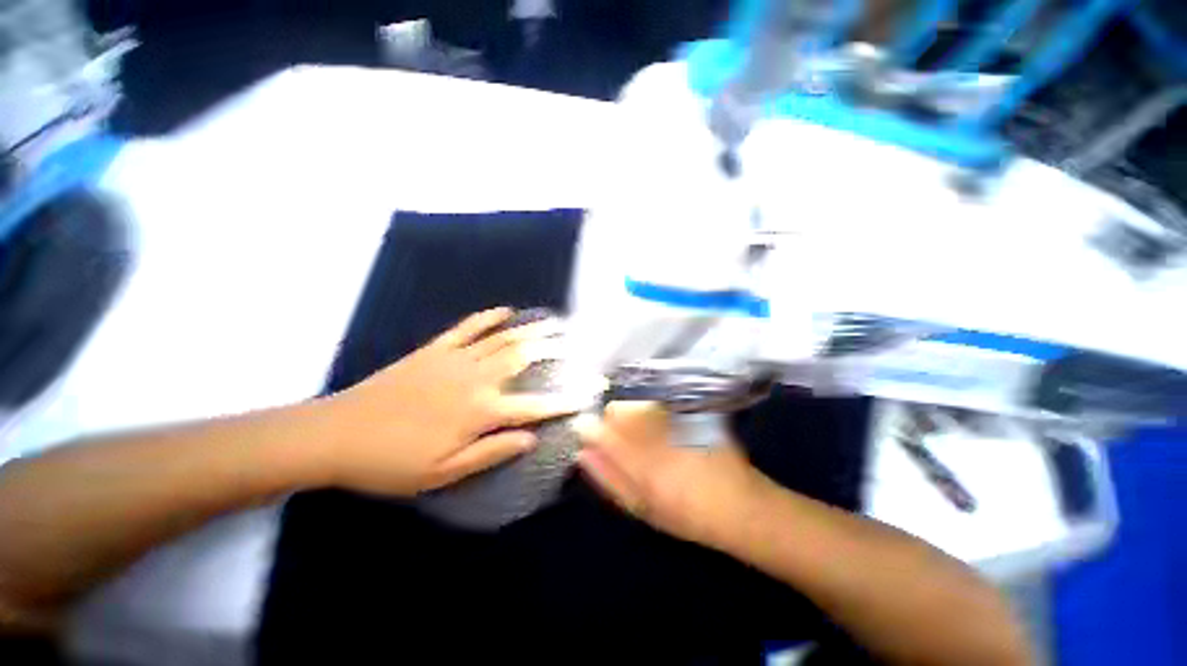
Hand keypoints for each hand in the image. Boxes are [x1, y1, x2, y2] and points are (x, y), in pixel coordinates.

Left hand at [319, 307, 580, 496]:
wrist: (336, 434)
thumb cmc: (391, 462)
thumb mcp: (442, 473)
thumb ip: (491, 453)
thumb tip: (531, 439)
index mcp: (479, 412)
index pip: (534, 406)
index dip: (563, 401)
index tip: (585, 394)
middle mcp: (475, 380)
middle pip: (523, 358)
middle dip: (552, 348)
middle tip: (573, 342)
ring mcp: (455, 359)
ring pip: (502, 339)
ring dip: (530, 329)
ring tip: (552, 322)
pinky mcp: (435, 349)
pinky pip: (468, 327)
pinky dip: (489, 317)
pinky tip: (505, 310)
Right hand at [575, 401, 770, 547]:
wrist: (739, 503)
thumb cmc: (684, 513)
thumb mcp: (639, 506)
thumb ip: (608, 477)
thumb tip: (582, 453)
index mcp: (637, 461)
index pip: (599, 430)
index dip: (589, 428)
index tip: (588, 433)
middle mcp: (653, 433)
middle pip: (616, 409)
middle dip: (612, 419)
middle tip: (622, 437)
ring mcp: (672, 419)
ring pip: (635, 402)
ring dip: (631, 413)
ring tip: (644, 433)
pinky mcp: (688, 411)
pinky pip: (657, 402)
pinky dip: (651, 409)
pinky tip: (663, 426)